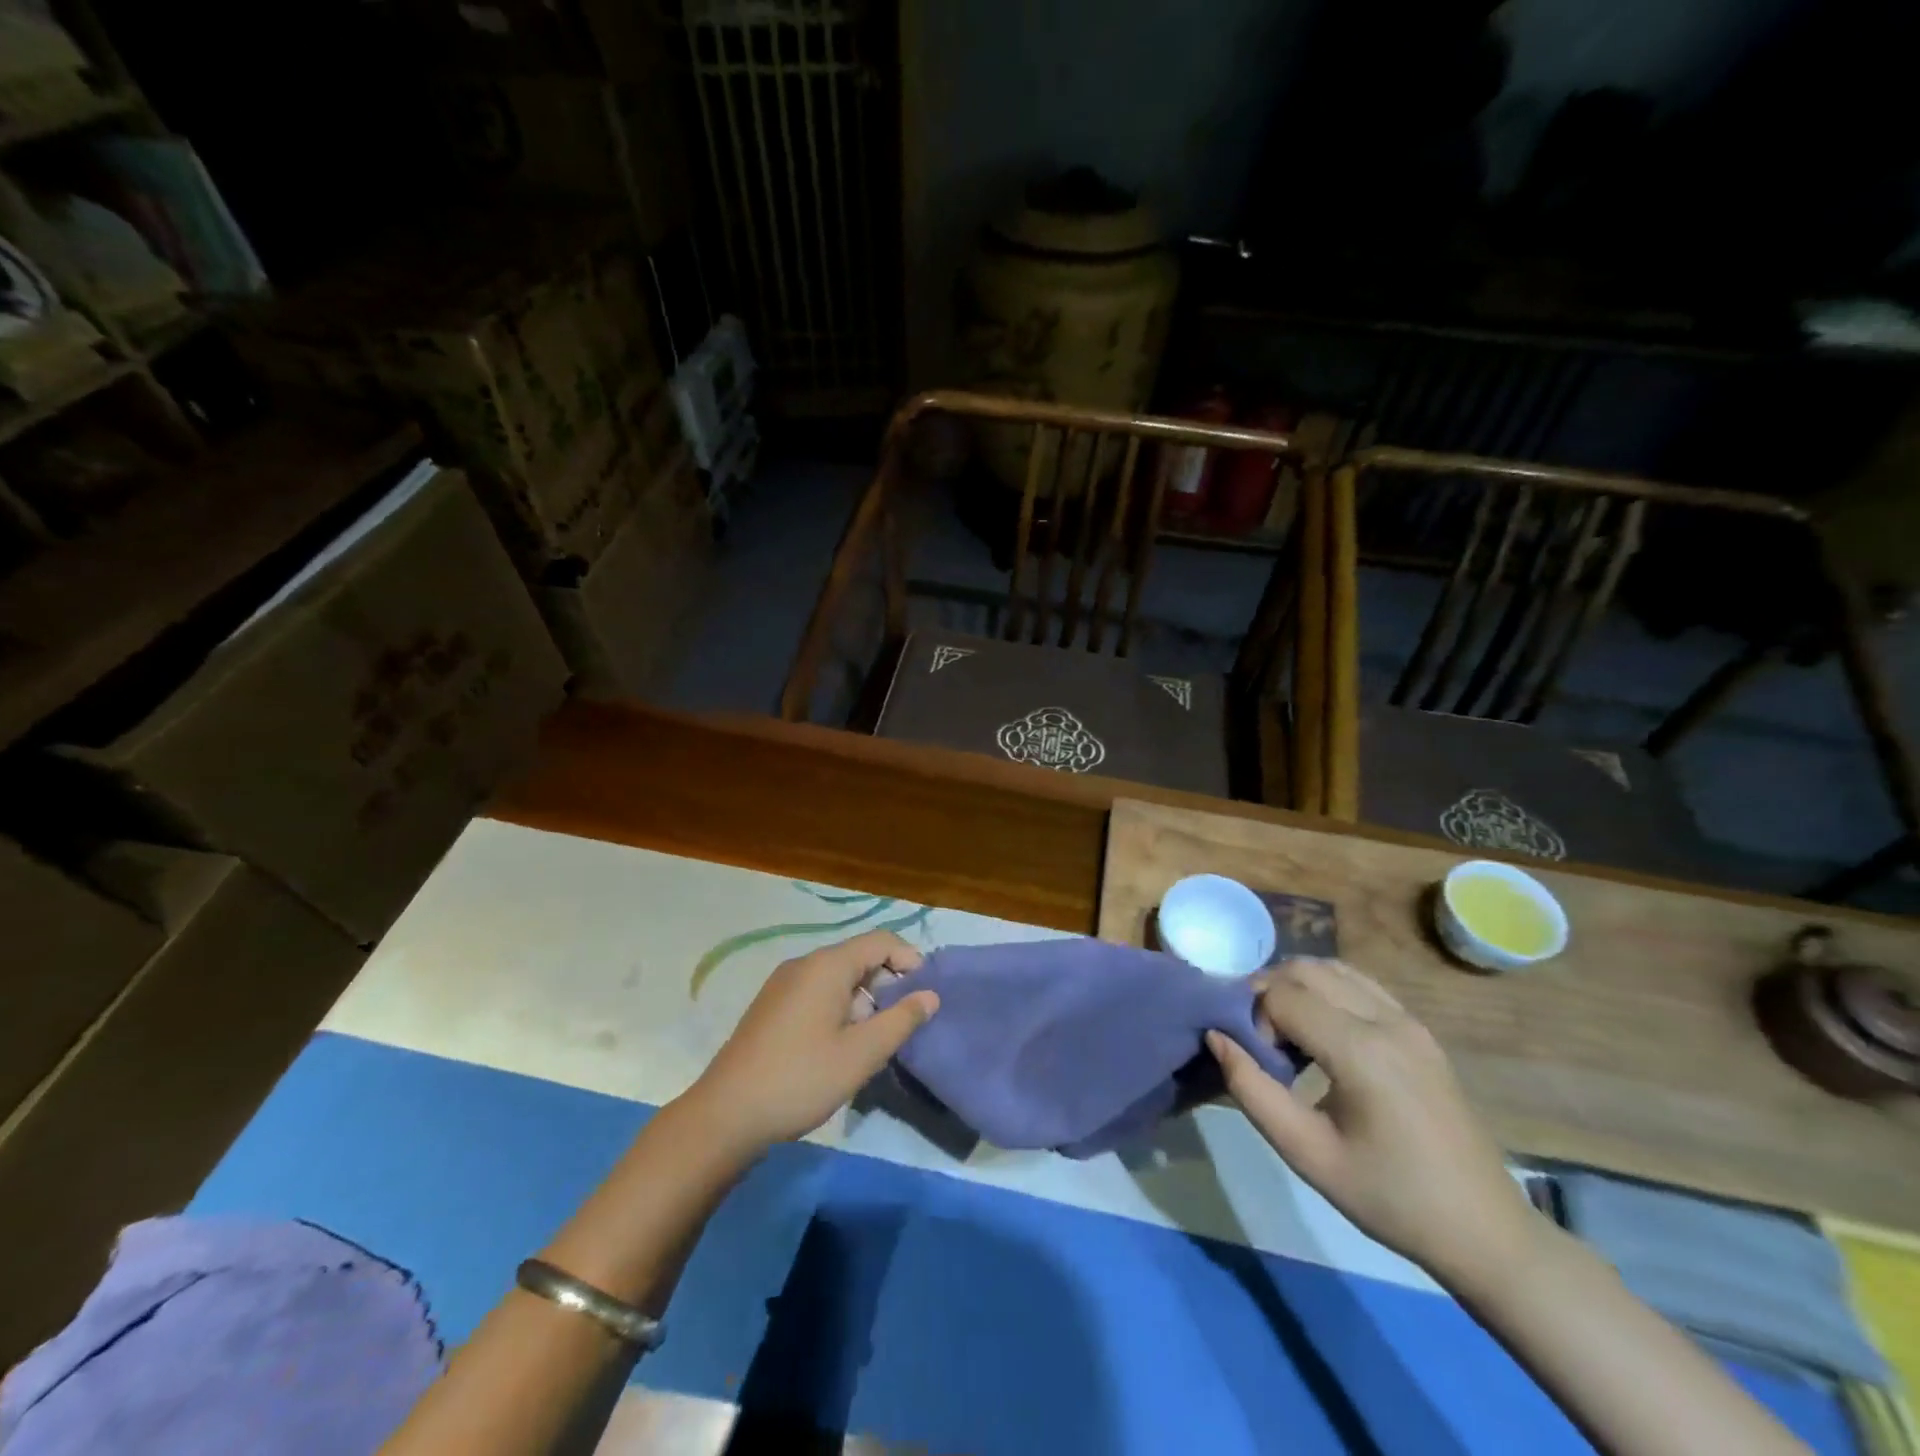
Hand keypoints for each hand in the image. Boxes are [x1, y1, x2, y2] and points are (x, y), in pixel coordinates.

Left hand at [684, 930, 938, 1157]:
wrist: (726, 1115)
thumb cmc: (801, 1079)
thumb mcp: (861, 1054)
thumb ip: (901, 1020)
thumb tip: (930, 995)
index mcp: (827, 965)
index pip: (881, 941)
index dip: (909, 960)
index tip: (924, 995)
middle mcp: (803, 964)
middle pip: (858, 957)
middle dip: (887, 983)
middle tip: (901, 1023)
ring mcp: (782, 984)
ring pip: (837, 977)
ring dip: (863, 999)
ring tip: (872, 1041)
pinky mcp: (771, 1006)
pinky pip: (816, 992)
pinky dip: (839, 1007)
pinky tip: (839, 1046)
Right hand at [1207, 958, 1540, 1292]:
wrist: (1483, 1231)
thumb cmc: (1389, 1198)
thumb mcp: (1306, 1154)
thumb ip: (1251, 1090)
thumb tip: (1217, 1036)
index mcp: (1363, 1052)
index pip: (1282, 996)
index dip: (1255, 1020)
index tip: (1260, 1063)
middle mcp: (1388, 1021)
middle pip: (1305, 969)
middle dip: (1270, 994)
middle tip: (1262, 1042)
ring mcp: (1409, 1020)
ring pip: (1332, 968)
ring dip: (1297, 988)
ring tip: (1289, 1036)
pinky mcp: (1419, 1028)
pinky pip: (1359, 984)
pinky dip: (1327, 991)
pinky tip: (1323, 1033)